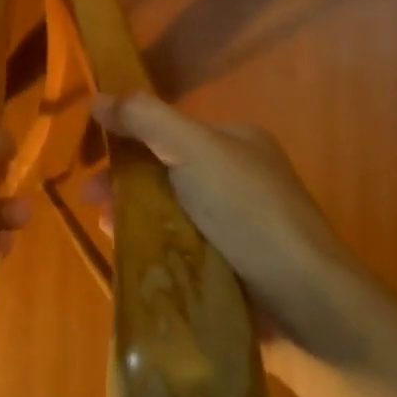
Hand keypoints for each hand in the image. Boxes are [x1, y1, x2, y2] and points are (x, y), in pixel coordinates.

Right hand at [88, 94, 362, 376]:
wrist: (304, 300)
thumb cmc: (248, 212)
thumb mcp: (195, 150)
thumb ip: (147, 119)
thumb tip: (98, 96)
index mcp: (235, 142)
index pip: (170, 130)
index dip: (129, 139)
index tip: (92, 159)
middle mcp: (237, 178)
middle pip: (166, 172)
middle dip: (125, 183)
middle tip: (91, 202)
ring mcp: (236, 226)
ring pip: (170, 213)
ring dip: (134, 216)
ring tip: (106, 229)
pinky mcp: (231, 267)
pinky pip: (181, 249)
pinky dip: (154, 249)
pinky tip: (131, 257)